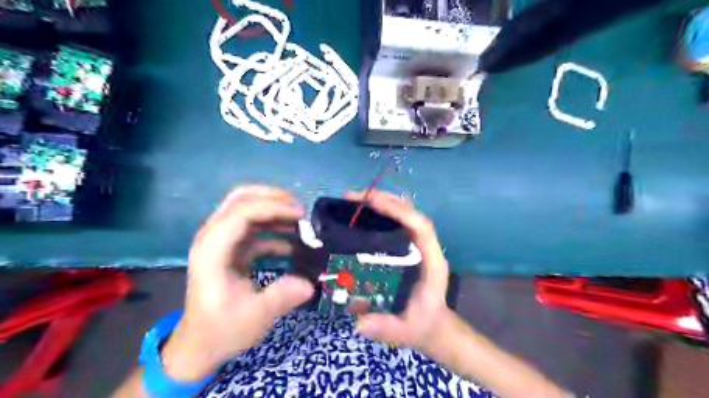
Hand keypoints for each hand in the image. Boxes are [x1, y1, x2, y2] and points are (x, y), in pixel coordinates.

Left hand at [164, 185, 314, 380]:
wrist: (199, 345)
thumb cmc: (221, 330)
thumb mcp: (255, 317)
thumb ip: (282, 296)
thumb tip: (309, 282)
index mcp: (213, 250)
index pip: (241, 212)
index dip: (273, 207)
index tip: (301, 215)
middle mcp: (213, 237)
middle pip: (241, 199)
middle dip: (273, 198)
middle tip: (301, 210)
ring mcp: (221, 241)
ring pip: (247, 208)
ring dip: (275, 210)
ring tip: (301, 222)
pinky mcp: (231, 248)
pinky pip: (254, 226)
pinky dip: (274, 227)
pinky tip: (294, 241)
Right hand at [347, 190, 450, 353]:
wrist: (433, 325)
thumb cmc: (423, 324)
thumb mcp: (406, 331)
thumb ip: (387, 328)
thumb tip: (360, 324)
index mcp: (432, 261)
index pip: (421, 226)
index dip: (399, 210)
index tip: (371, 202)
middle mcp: (427, 247)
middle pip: (411, 212)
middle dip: (385, 199)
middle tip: (353, 196)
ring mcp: (418, 245)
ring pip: (405, 213)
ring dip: (382, 202)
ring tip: (355, 200)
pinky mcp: (409, 247)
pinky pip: (398, 222)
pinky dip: (381, 212)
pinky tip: (362, 214)